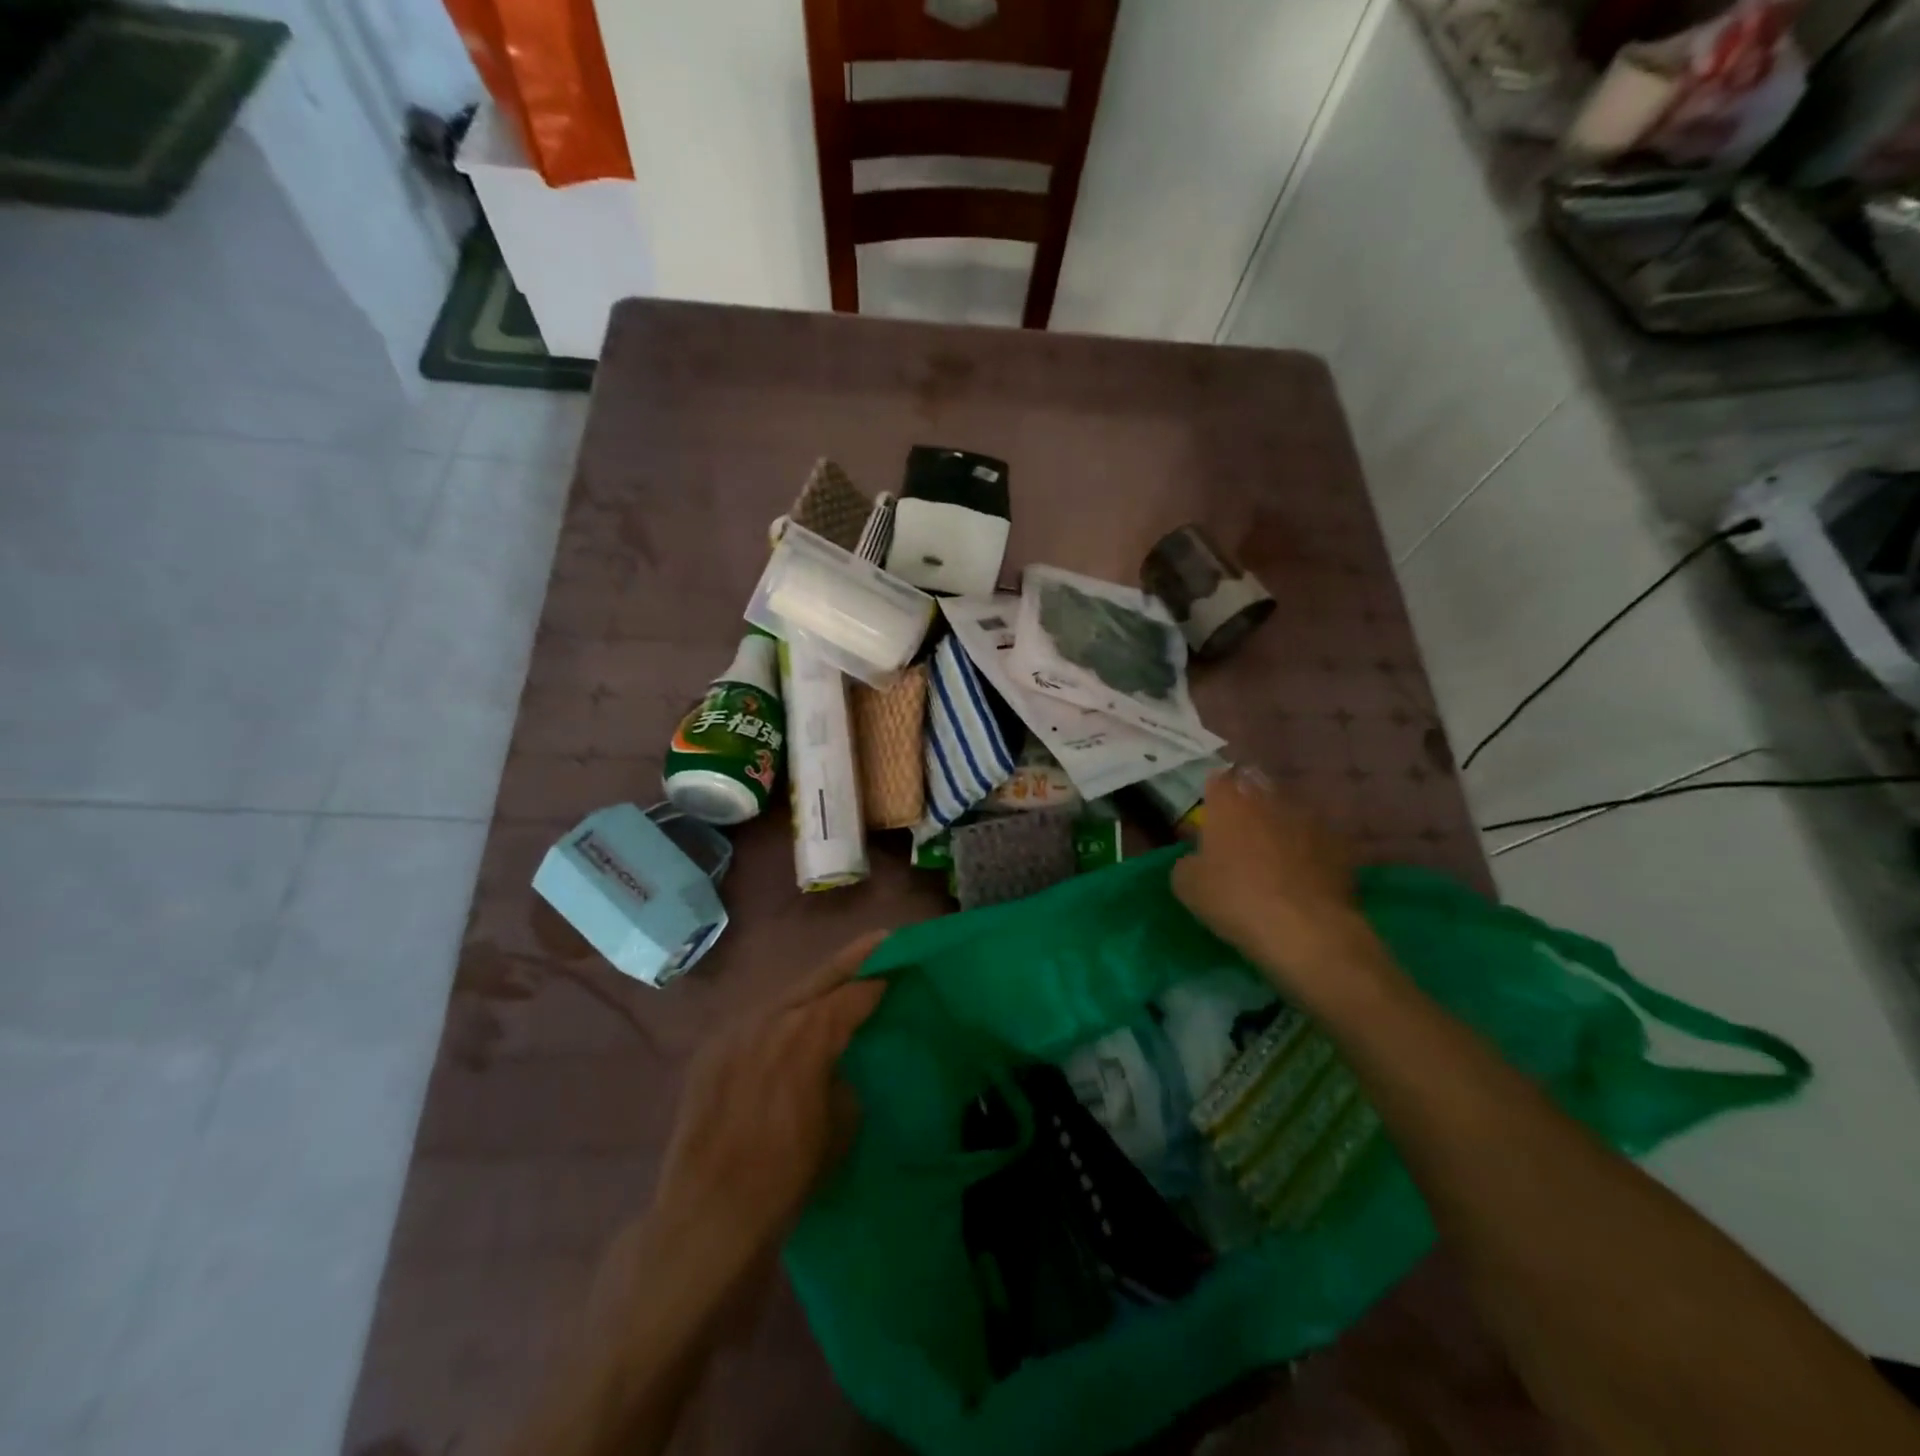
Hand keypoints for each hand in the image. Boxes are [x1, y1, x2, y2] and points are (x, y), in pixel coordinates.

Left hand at [651, 931, 888, 1271]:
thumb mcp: (839, 1127)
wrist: (707, 1217)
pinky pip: (756, 1020)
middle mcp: (771, 1018)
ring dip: (814, 987)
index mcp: (809, 1033)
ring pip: (785, 995)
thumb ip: (842, 1079)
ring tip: (838, 982)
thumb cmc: (787, 1176)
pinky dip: (780, 1015)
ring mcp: (735, 1030)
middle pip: (819, 977)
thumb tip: (835, 1066)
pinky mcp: (710, 1050)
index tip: (900, 967)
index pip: (854, 994)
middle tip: (879, 940)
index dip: (880, 980)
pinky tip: (790, 1023)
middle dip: (852, 959)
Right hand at [1171, 767, 1386, 1008]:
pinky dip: (1309, 851)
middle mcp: (1270, 800)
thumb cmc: (1235, 899)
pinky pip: (1317, 840)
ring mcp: (1310, 820)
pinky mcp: (1340, 846)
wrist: (1305, 930)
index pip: (1218, 779)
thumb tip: (1198, 859)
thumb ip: (1188, 861)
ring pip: (1290, 811)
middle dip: (1248, 803)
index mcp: (1229, 802)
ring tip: (1274, 854)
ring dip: (1280, 825)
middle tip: (1240, 831)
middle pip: (1257, 788)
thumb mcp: (1187, 885)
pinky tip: (1303, 876)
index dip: (1214, 795)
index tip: (1211, 815)